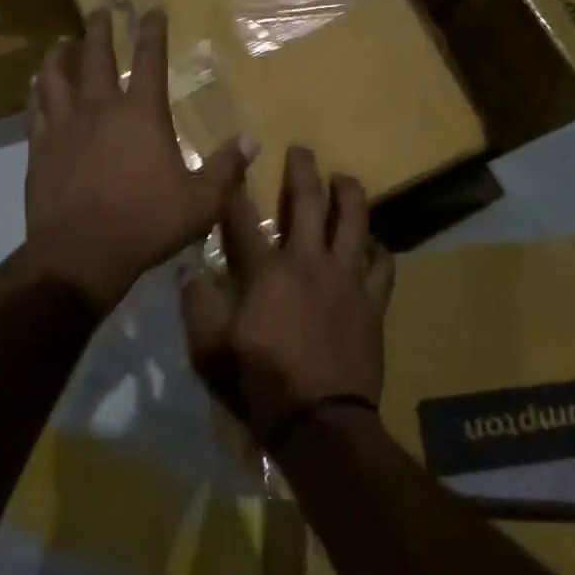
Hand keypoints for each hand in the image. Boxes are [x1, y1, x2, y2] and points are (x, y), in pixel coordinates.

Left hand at [25, 8, 253, 312]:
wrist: (81, 252)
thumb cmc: (146, 223)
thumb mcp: (200, 201)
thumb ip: (225, 168)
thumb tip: (251, 141)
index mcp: (141, 114)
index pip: (150, 61)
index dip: (152, 33)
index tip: (150, 10)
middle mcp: (100, 108)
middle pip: (97, 57)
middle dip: (100, 30)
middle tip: (99, 10)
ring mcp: (64, 125)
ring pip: (57, 77)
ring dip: (61, 55)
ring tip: (62, 42)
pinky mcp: (39, 147)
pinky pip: (36, 108)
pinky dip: (37, 91)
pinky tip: (35, 85)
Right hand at [181, 146, 395, 447]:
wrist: (320, 424)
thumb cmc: (260, 384)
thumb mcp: (208, 349)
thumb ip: (197, 305)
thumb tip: (189, 272)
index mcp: (266, 272)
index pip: (243, 220)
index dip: (234, 191)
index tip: (232, 168)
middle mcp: (309, 263)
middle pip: (309, 203)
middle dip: (303, 171)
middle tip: (302, 150)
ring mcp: (347, 280)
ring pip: (355, 223)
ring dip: (350, 195)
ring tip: (346, 180)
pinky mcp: (373, 303)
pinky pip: (384, 266)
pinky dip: (380, 249)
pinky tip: (375, 244)